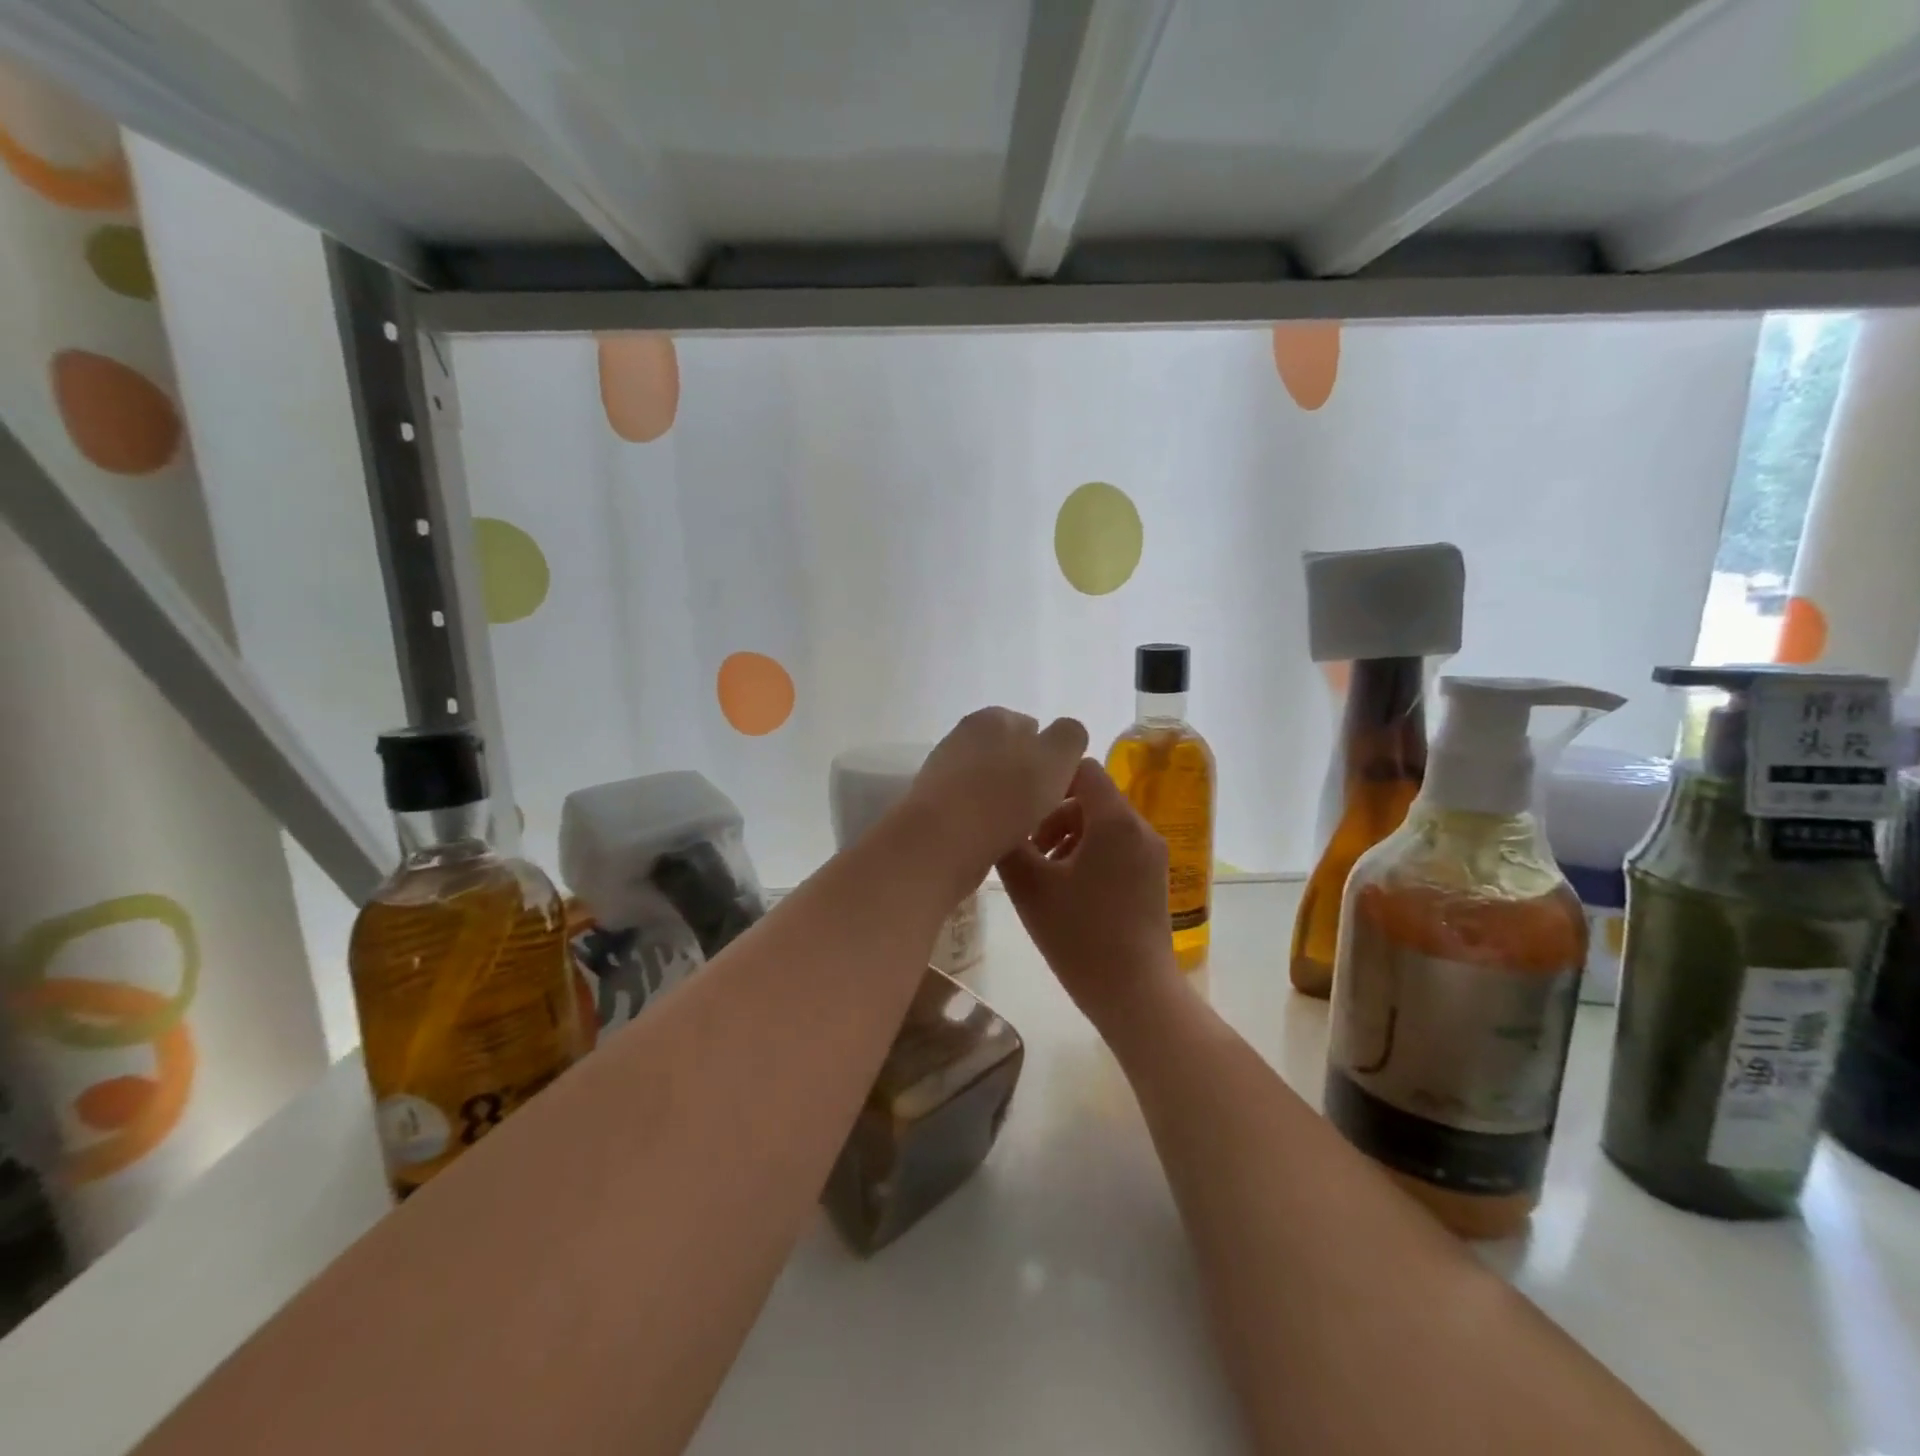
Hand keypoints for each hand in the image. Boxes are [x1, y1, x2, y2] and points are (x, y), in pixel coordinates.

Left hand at [903, 708, 1088, 885]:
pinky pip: (971, 808)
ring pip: (990, 783)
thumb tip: (1064, 737)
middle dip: (1026, 779)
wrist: (943, 842)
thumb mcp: (1057, 757)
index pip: (1034, 728)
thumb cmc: (1006, 796)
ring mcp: (943, 769)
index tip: (1059, 789)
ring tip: (1019, 831)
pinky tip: (993, 840)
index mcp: (994, 716)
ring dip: (1005, 802)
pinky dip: (984, 820)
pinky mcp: (932, 803)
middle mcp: (963, 735)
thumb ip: (1069, 737)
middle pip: (1010, 756)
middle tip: (1042, 811)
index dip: (1051, 758)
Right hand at [998, 759, 1180, 1031]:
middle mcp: (1140, 827)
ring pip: (1103, 823)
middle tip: (1026, 847)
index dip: (1048, 777)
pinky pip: (1116, 846)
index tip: (1020, 804)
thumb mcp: (1030, 887)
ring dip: (1068, 835)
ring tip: (1042, 871)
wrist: (1135, 994)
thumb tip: (998, 821)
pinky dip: (1089, 853)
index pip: (1082, 768)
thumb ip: (1009, 844)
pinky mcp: (1153, 877)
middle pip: (1091, 797)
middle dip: (1053, 814)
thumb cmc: (1080, 936)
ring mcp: (1151, 854)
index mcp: (1114, 820)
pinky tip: (1065, 888)